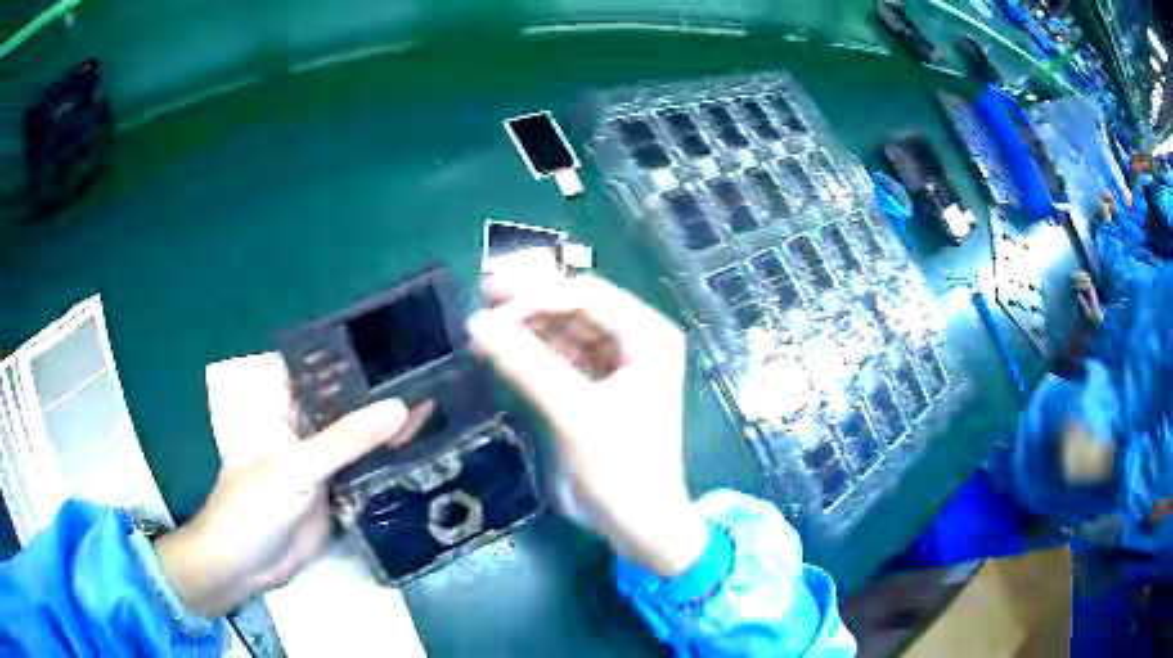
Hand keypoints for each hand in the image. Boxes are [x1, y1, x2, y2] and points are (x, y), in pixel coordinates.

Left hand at [155, 355, 432, 616]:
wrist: (246, 567)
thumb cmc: (253, 506)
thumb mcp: (295, 467)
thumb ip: (346, 439)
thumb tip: (401, 406)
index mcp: (277, 405)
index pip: (317, 370)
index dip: (352, 358)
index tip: (396, 346)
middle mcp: (298, 427)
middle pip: (341, 404)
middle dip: (377, 395)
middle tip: (428, 375)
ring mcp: (315, 461)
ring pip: (354, 438)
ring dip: (385, 429)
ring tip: (435, 405)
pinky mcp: (332, 491)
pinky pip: (362, 470)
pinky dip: (385, 463)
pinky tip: (420, 449)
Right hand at [467, 253, 708, 576]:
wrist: (639, 524)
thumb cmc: (621, 467)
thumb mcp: (574, 412)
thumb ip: (525, 364)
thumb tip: (475, 322)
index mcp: (647, 335)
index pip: (587, 295)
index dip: (538, 294)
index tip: (491, 305)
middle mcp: (635, 341)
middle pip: (576, 307)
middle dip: (530, 302)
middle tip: (481, 294)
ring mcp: (616, 364)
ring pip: (565, 330)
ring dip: (527, 326)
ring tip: (483, 324)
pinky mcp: (597, 388)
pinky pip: (561, 357)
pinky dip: (532, 353)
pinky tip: (501, 349)